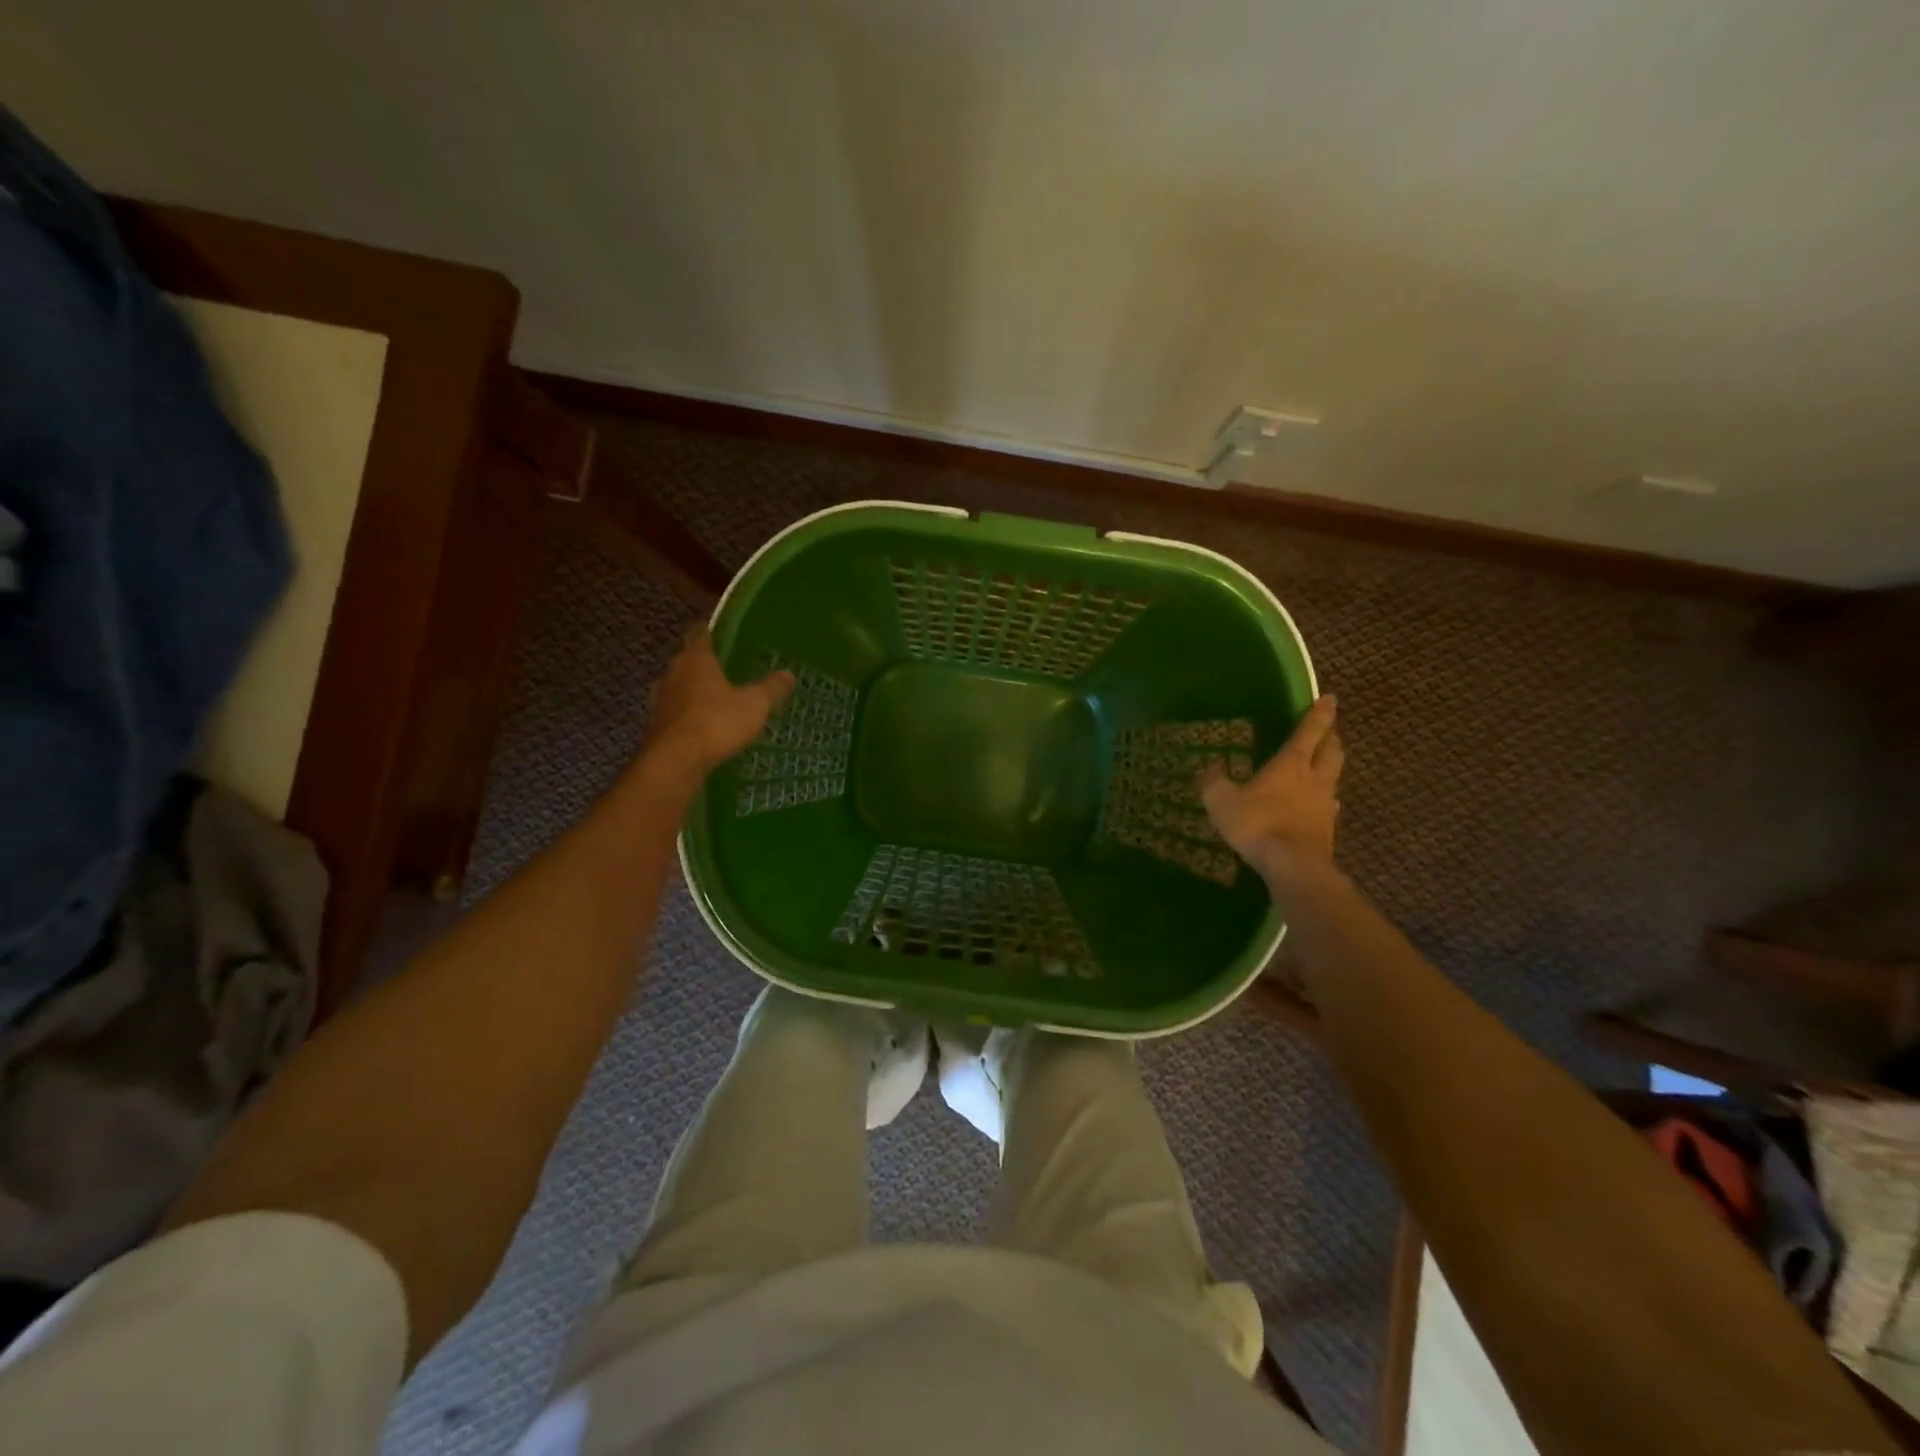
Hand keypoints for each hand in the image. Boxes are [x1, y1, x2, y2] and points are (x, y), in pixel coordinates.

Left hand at [645, 624, 795, 773]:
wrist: (676, 761)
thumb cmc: (717, 722)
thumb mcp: (755, 705)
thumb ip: (771, 689)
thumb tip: (788, 675)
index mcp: (696, 660)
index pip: (699, 635)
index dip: (708, 632)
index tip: (714, 632)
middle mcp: (673, 674)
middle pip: (687, 662)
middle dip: (702, 665)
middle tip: (722, 670)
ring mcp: (660, 701)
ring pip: (678, 688)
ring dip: (692, 692)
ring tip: (713, 700)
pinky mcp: (655, 727)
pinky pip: (675, 714)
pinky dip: (687, 716)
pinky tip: (702, 727)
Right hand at [1201, 694, 1344, 891]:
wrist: (1292, 865)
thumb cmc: (1257, 824)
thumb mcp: (1222, 801)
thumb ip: (1215, 782)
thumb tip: (1212, 768)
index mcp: (1290, 764)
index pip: (1309, 731)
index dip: (1319, 713)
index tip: (1330, 698)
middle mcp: (1314, 778)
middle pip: (1331, 751)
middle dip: (1331, 737)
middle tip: (1329, 730)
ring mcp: (1324, 804)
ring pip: (1334, 776)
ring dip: (1331, 766)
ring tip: (1325, 763)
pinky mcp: (1327, 828)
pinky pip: (1330, 804)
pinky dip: (1326, 797)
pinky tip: (1322, 803)